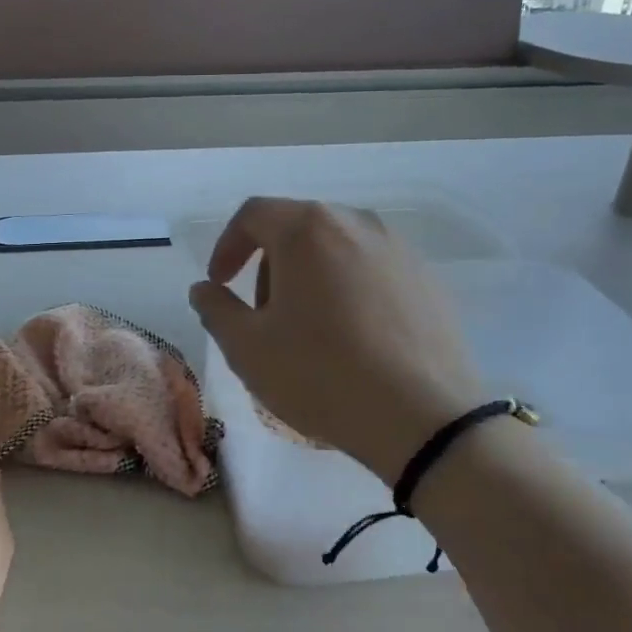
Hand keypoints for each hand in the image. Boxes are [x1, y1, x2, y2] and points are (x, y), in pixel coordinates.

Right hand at [189, 197, 481, 484]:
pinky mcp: (427, 279)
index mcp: (307, 229)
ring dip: (310, 277)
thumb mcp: (247, 348)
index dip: (227, 246)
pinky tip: (353, 338)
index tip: (220, 283)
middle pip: (298, 228)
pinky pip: (372, 271)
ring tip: (309, 329)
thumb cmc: (321, 375)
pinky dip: (349, 290)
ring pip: (337, 249)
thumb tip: (204, 289)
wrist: (423, 416)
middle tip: (263, 315)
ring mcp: (399, 249)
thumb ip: (216, 309)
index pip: (253, 215)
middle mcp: (356, 223)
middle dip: (269, 265)